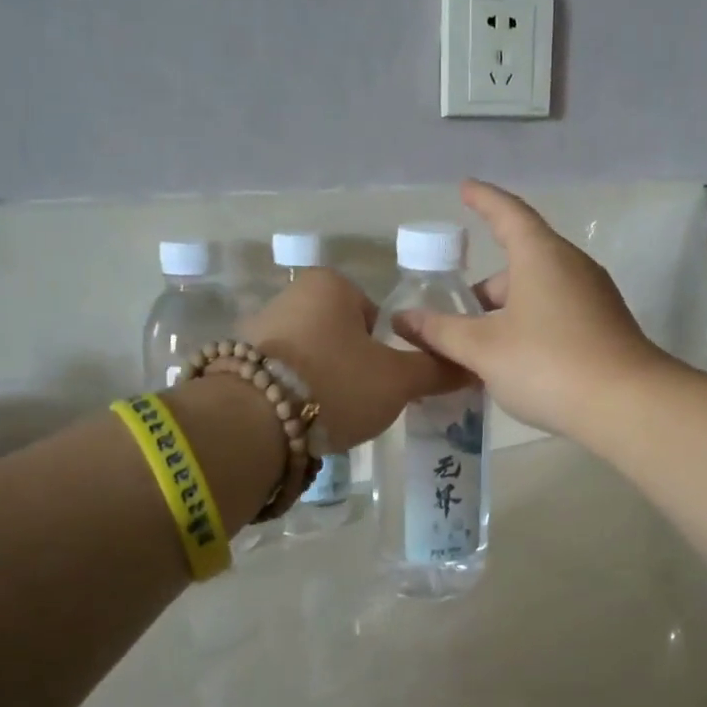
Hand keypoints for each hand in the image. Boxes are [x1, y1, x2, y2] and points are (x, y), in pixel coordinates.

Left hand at [243, 268, 461, 450]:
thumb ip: (435, 370)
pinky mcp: (236, 363)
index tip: (385, 381)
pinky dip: (294, 394)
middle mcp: (291, 295)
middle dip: (353, 367)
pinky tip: (298, 420)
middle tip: (361, 402)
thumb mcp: (398, 380)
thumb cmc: (336, 383)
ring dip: (323, 382)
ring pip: (310, 357)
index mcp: (331, 285)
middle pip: (341, 336)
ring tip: (330, 416)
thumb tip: (471, 367)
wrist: (252, 421)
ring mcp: (258, 327)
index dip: (387, 350)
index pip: (376, 315)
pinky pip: (280, 376)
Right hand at [390, 181, 673, 438]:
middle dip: (484, 287)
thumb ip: (441, 332)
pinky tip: (513, 361)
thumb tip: (404, 320)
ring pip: (537, 291)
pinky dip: (528, 325)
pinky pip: (556, 312)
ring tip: (477, 346)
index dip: (483, 199)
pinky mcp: (604, 325)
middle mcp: (571, 266)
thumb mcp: (484, 349)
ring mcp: (593, 296)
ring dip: (505, 311)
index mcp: (540, 255)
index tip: (465, 188)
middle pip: (519, 261)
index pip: (507, 213)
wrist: (628, 406)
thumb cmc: (548, 363)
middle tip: (454, 315)